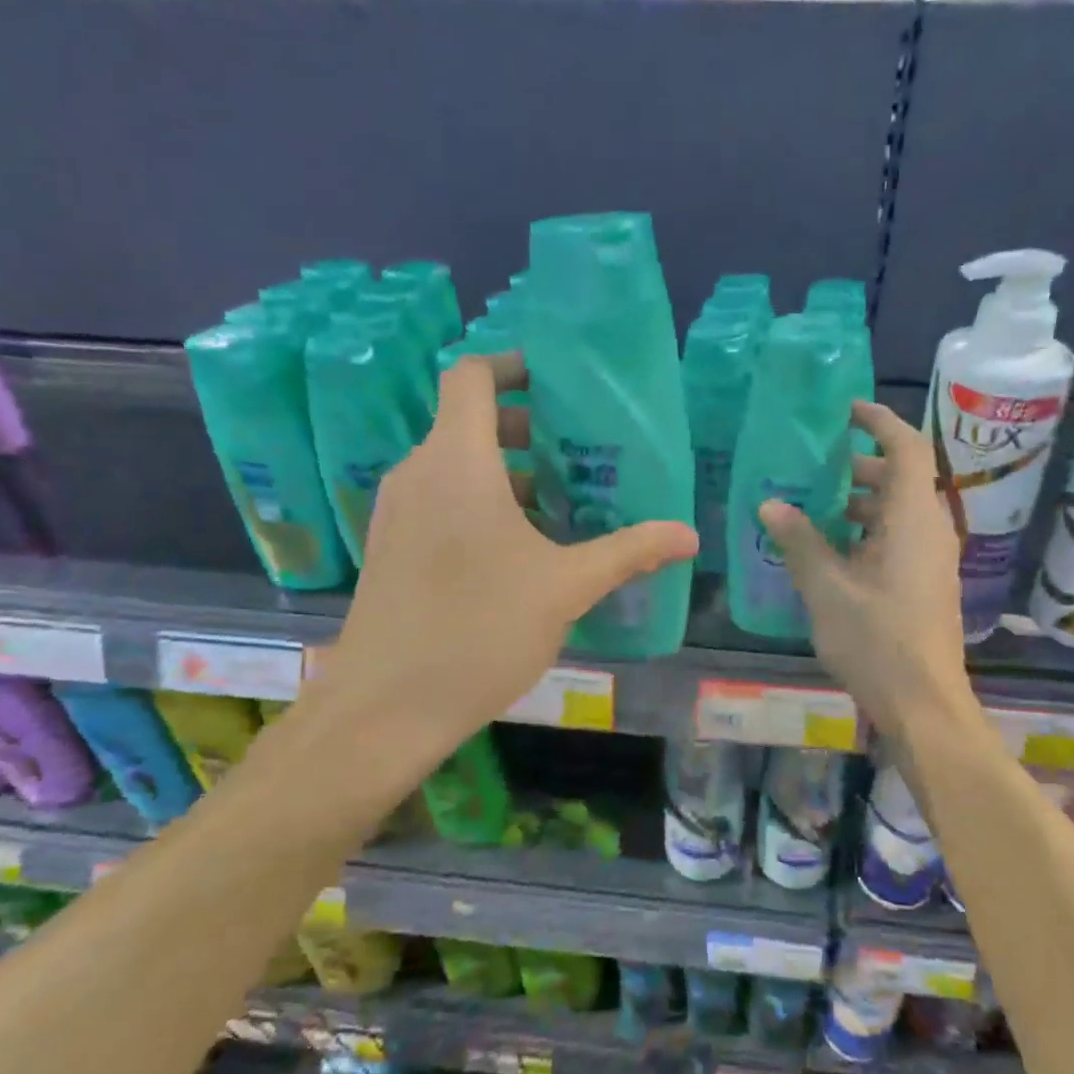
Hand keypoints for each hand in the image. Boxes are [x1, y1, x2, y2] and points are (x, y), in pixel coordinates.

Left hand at [316, 353, 696, 752]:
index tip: (557, 385)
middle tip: (578, 453)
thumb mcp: (565, 588)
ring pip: (455, 464)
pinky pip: (439, 499)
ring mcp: (397, 511)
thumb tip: (688, 535)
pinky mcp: (390, 546)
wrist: (385, 707)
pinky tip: (520, 549)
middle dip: (525, 428)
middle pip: (469, 420)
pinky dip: (479, 502)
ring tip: (560, 503)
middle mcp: (418, 473)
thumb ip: (628, 553)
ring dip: (506, 472)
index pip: (472, 377)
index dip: (513, 366)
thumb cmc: (478, 630)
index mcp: (457, 462)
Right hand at [759, 401, 974, 741]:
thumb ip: (799, 542)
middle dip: (859, 466)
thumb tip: (770, 504)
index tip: (844, 411)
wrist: (924, 704)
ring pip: (898, 510)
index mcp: (912, 518)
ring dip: (860, 502)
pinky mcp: (926, 582)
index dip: (878, 420)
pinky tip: (831, 552)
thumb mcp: (827, 588)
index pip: (906, 447)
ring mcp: (932, 558)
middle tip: (813, 467)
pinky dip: (868, 530)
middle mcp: (930, 529)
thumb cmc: (877, 640)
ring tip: (813, 509)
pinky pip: (899, 538)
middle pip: (901, 477)